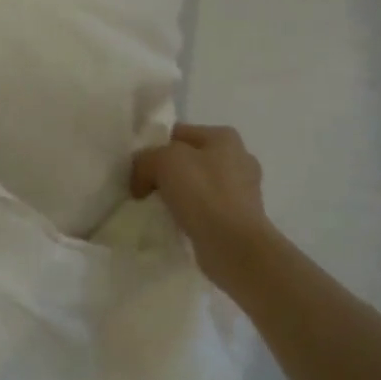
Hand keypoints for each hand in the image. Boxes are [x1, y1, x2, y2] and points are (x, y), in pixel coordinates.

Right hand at [131, 124, 277, 287]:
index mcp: (224, 137)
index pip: (178, 133)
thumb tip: (141, 179)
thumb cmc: (203, 193)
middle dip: (166, 172)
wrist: (234, 246)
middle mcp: (238, 159)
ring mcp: (243, 191)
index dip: (153, 147)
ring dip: (177, 195)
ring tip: (156, 209)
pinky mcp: (240, 218)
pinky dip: (190, 215)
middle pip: (188, 160)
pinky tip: (175, 224)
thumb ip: (145, 160)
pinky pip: (205, 210)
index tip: (137, 167)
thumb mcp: (163, 161)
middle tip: (143, 188)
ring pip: (196, 186)